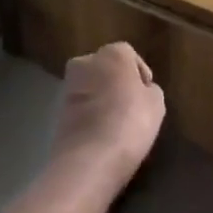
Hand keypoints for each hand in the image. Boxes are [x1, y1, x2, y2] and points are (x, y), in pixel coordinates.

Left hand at [49, 41, 165, 192]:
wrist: (88, 159)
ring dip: (100, 99)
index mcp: (112, 53)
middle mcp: (85, 62)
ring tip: (115, 124)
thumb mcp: (156, 104)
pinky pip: (80, 109)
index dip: (140, 74)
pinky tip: (100, 135)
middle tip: (130, 107)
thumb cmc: (130, 122)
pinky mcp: (56, 112)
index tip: (147, 95)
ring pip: (90, 88)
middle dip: (115, 83)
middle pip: (105, 68)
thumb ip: (150, 90)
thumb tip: (142, 90)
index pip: (129, 55)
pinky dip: (88, 116)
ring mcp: (68, 87)